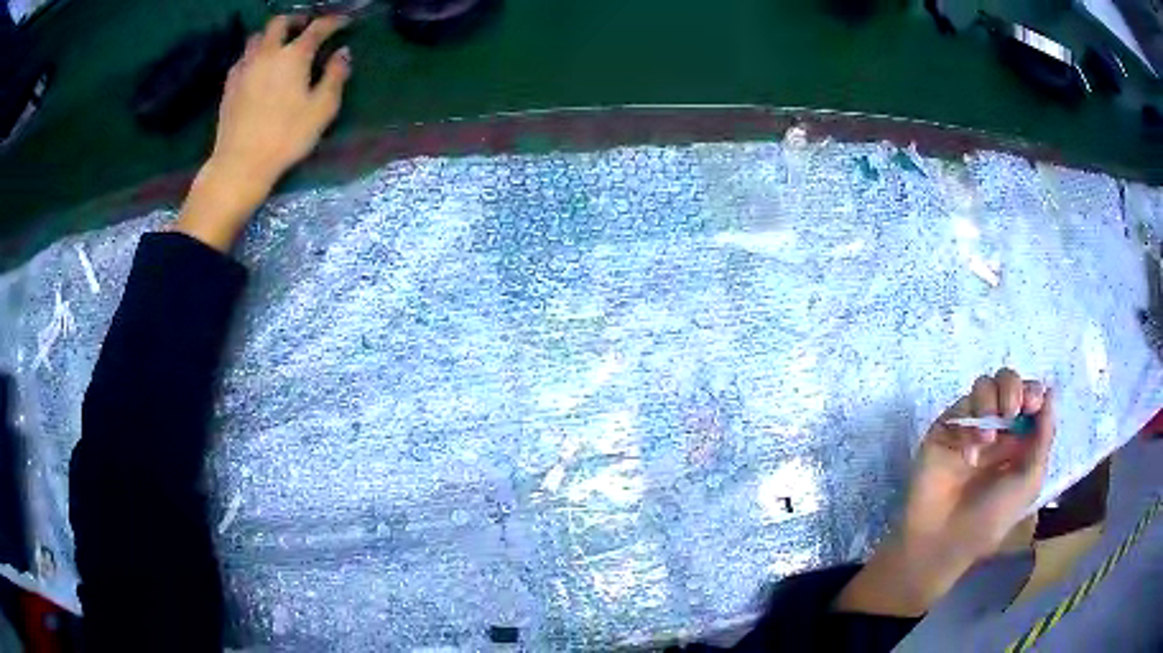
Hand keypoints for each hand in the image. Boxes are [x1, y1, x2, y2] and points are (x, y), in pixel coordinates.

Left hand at [174, 15, 351, 250]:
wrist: (240, 164)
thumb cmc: (286, 137)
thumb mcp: (322, 109)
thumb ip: (335, 76)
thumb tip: (342, 53)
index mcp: (294, 55)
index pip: (317, 28)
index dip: (332, 22)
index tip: (343, 22)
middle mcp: (268, 53)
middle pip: (280, 22)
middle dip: (295, 20)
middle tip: (305, 27)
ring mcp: (245, 68)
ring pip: (257, 37)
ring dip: (271, 35)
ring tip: (279, 45)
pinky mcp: (229, 86)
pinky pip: (242, 59)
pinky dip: (253, 55)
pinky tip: (257, 67)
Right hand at [836, 368, 1054, 615]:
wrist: (944, 539)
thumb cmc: (992, 518)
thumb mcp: (1029, 483)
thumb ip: (1044, 438)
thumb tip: (1051, 392)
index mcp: (1020, 440)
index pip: (1030, 399)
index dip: (1033, 392)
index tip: (1033, 404)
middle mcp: (998, 428)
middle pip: (1008, 382)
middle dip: (1013, 388)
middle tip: (1012, 411)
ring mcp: (971, 426)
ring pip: (984, 385)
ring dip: (991, 401)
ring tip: (989, 436)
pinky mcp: (947, 428)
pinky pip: (961, 406)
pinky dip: (970, 422)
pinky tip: (971, 450)